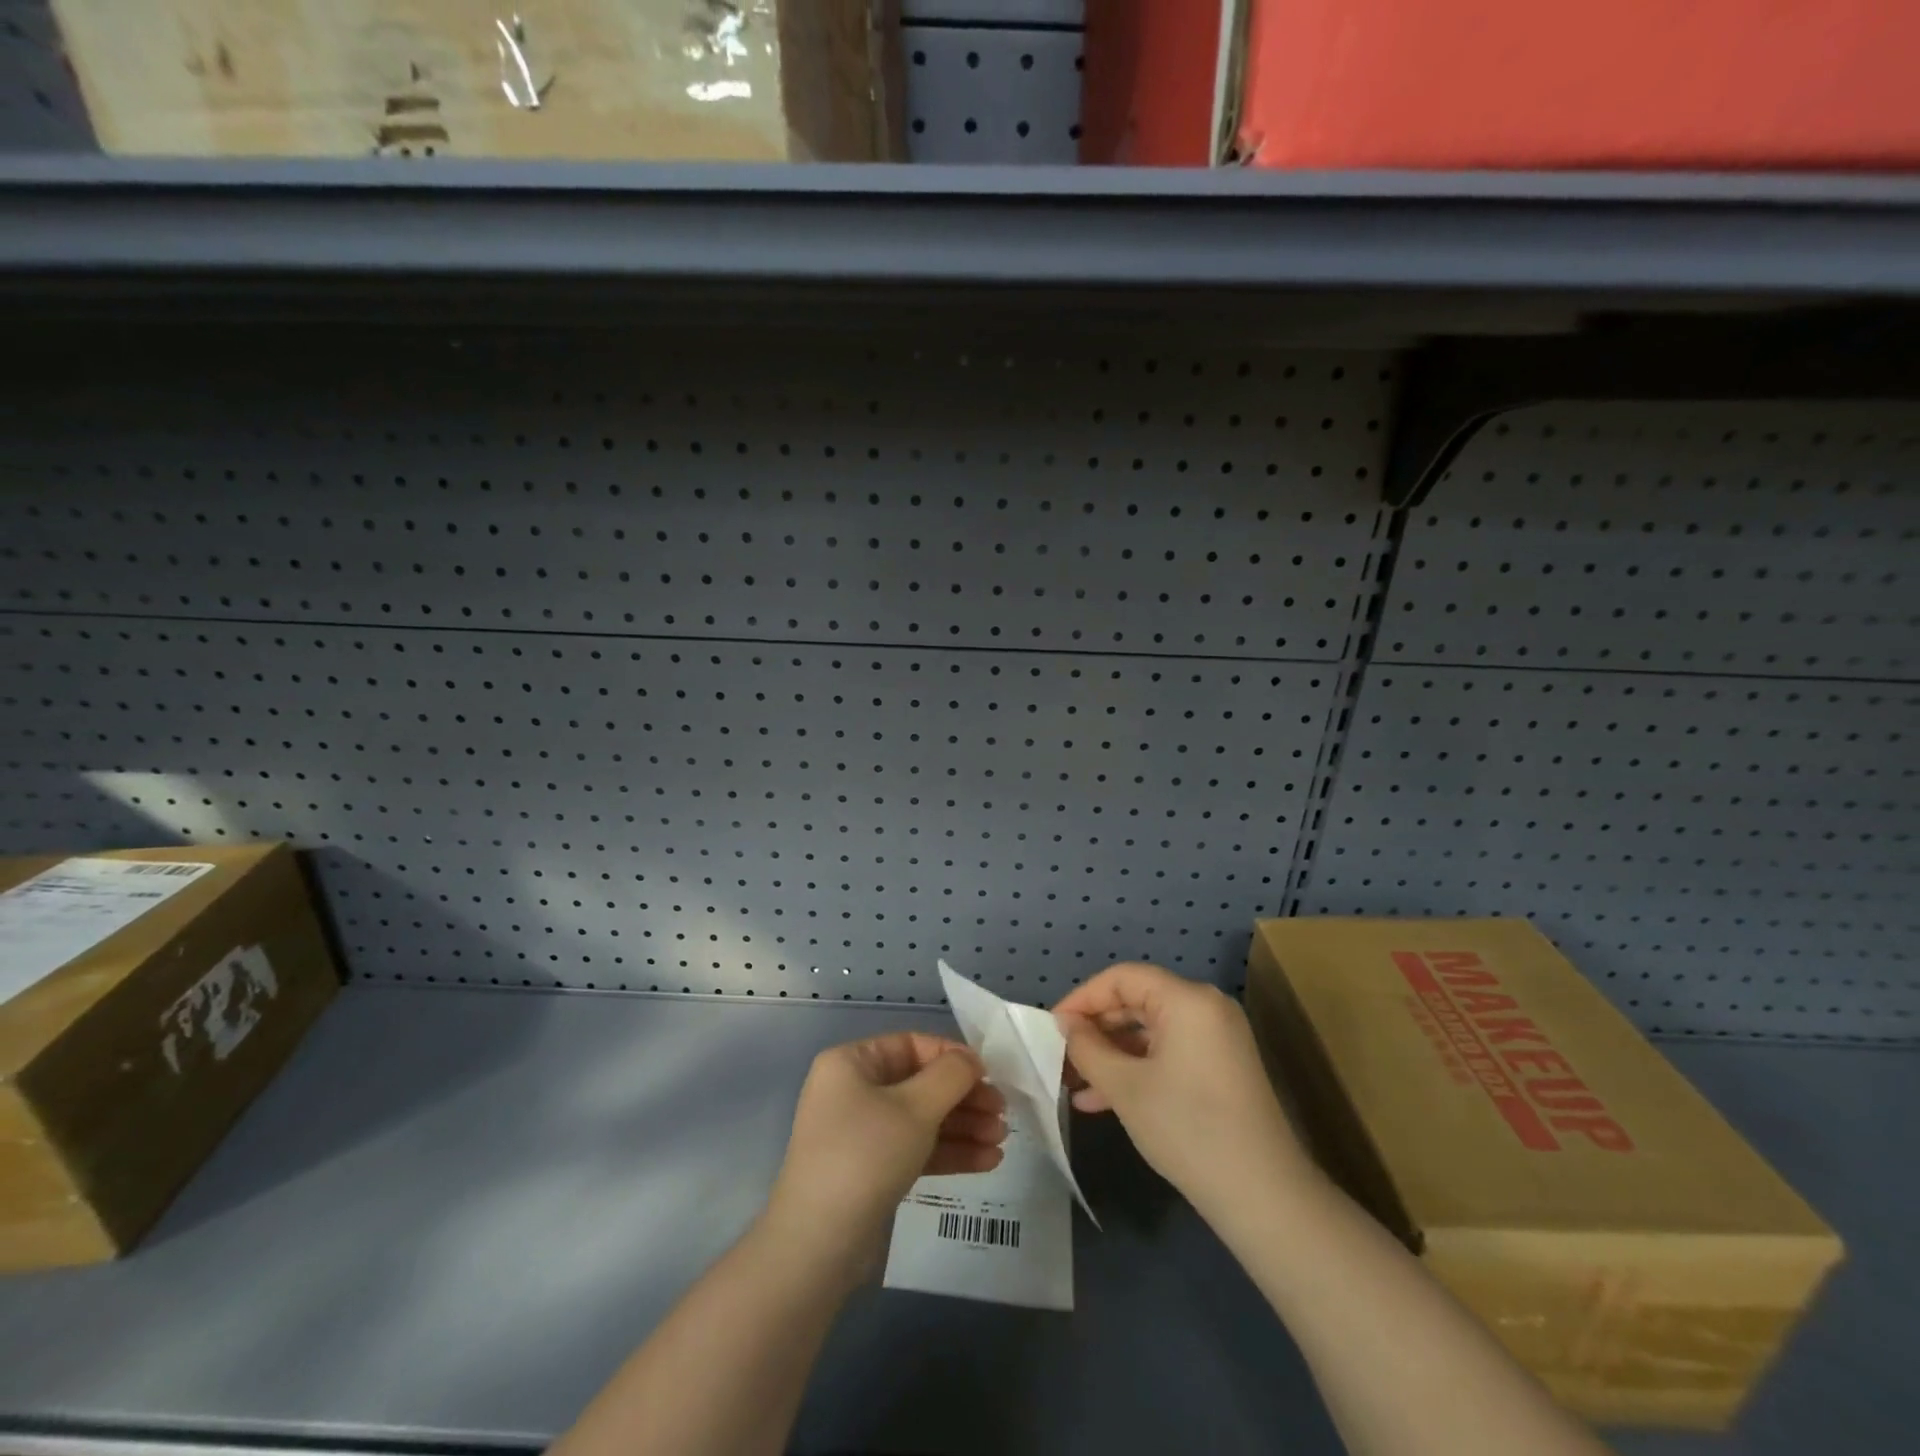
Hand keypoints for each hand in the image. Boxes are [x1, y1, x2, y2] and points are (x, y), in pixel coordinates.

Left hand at [765, 1032, 1005, 1284]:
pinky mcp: (870, 1170)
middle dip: (964, 1098)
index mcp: (852, 1063)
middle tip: (1002, 1113)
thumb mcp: (914, 1108)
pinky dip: (947, 1152)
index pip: (912, 1045)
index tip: (990, 1075)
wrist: (818, 1245)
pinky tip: (987, 1161)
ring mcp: (860, 1132)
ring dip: (962, 1127)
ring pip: (921, 1119)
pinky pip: (914, 1149)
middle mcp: (853, 1090)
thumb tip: (971, 1060)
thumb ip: (950, 1077)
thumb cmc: (866, 1156)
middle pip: (920, 1083)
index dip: (953, 1057)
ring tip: (1001, 1141)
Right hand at [1054, 963, 1313, 1216]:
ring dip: (1112, 1055)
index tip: (1053, 1027)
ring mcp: (1217, 1039)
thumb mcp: (1125, 1088)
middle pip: (1137, 1001)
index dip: (1083, 998)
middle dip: (1096, 1029)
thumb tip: (1067, 1025)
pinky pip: (1168, 1053)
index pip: (1122, 978)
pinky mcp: (1221, 1068)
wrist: (1263, 1196)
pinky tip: (1103, 1100)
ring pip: (1150, 1032)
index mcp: (1187, 999)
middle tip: (1061, 1056)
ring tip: (1075, 1084)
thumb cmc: (1188, 1129)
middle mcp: (1205, 1008)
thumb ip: (1088, 1048)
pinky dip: (1137, 1069)